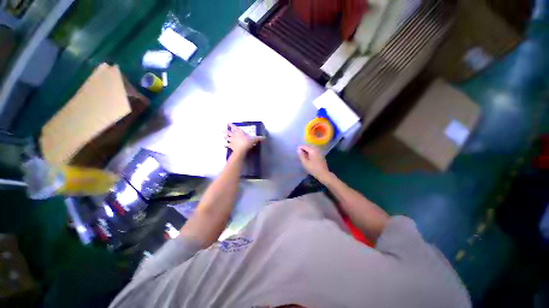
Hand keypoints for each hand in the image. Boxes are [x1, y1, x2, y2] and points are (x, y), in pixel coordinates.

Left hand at [225, 124, 264, 154]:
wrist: (242, 149)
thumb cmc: (248, 142)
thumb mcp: (254, 139)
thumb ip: (259, 138)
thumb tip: (264, 137)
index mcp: (240, 132)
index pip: (235, 128)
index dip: (232, 125)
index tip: (228, 123)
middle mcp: (235, 136)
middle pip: (229, 132)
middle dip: (227, 131)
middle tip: (223, 130)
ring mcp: (232, 141)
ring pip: (227, 138)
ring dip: (225, 137)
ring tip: (223, 136)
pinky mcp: (231, 146)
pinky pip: (227, 145)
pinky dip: (225, 145)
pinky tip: (223, 145)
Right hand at [297, 145, 331, 181]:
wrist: (323, 174)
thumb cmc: (313, 168)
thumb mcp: (305, 162)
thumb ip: (301, 155)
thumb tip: (298, 149)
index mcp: (312, 150)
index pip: (305, 146)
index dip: (300, 148)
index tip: (296, 152)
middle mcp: (316, 149)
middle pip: (309, 146)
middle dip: (304, 148)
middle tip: (299, 153)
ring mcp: (320, 152)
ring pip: (312, 148)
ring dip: (307, 150)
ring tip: (303, 155)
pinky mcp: (321, 155)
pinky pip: (314, 151)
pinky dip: (311, 152)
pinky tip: (309, 156)